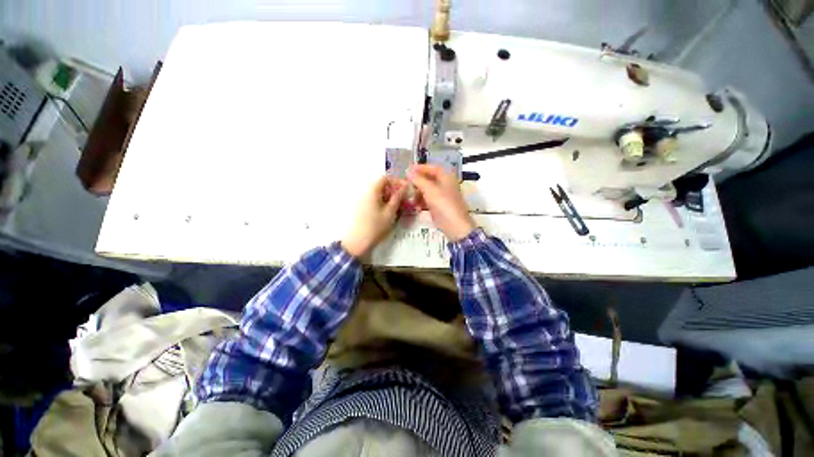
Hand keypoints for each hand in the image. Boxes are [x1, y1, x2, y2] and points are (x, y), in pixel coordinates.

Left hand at [341, 176, 407, 257]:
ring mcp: (361, 199)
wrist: (356, 242)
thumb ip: (398, 198)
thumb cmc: (375, 227)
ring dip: (388, 196)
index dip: (397, 182)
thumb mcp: (390, 212)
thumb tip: (405, 187)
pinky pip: (372, 199)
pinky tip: (387, 211)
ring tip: (397, 207)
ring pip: (377, 193)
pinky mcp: (359, 207)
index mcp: (372, 190)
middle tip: (403, 200)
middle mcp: (365, 191)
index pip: (385, 178)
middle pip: (381, 185)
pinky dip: (381, 202)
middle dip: (393, 190)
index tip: (406, 190)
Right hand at [408, 164, 475, 240]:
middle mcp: (446, 185)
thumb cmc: (443, 204)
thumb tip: (408, 171)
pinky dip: (422, 202)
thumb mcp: (429, 189)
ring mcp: (443, 197)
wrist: (455, 226)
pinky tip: (415, 207)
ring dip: (418, 193)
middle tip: (406, 185)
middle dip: (417, 182)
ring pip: (428, 191)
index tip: (407, 170)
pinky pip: (428, 201)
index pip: (432, 168)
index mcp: (446, 177)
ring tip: (410, 198)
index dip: (419, 168)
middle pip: (429, 179)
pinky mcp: (440, 207)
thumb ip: (418, 179)